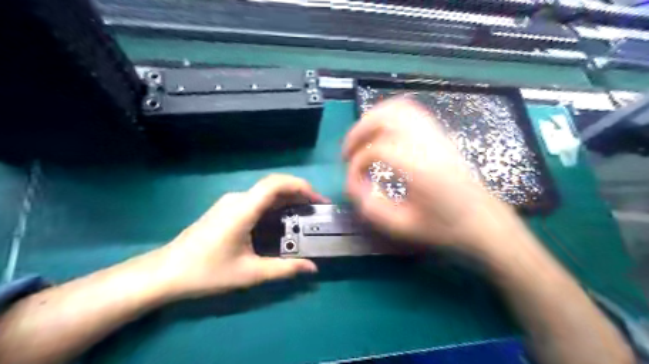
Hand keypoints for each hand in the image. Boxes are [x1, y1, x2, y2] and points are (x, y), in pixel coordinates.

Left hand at [155, 174, 330, 299]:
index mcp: (243, 209)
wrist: (165, 272)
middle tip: (317, 209)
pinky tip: (281, 221)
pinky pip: (256, 201)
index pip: (276, 184)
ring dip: (287, 200)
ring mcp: (230, 203)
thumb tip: (312, 269)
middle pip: (273, 186)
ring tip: (304, 214)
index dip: (300, 186)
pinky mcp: (226, 209)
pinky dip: (274, 206)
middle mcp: (237, 199)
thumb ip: (284, 269)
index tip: (318, 200)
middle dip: (299, 193)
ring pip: (265, 193)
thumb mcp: (249, 273)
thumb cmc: (206, 272)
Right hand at [341, 99, 514, 254]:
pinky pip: (411, 111)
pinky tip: (383, 132)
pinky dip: (390, 115)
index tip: (355, 184)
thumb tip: (354, 187)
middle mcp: (428, 144)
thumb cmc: (446, 227)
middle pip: (385, 118)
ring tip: (362, 140)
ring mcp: (436, 135)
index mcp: (420, 168)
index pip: (376, 150)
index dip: (357, 165)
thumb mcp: (404, 226)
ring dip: (372, 120)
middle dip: (358, 133)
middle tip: (348, 154)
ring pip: (397, 108)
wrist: (483, 220)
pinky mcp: (440, 134)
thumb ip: (372, 208)